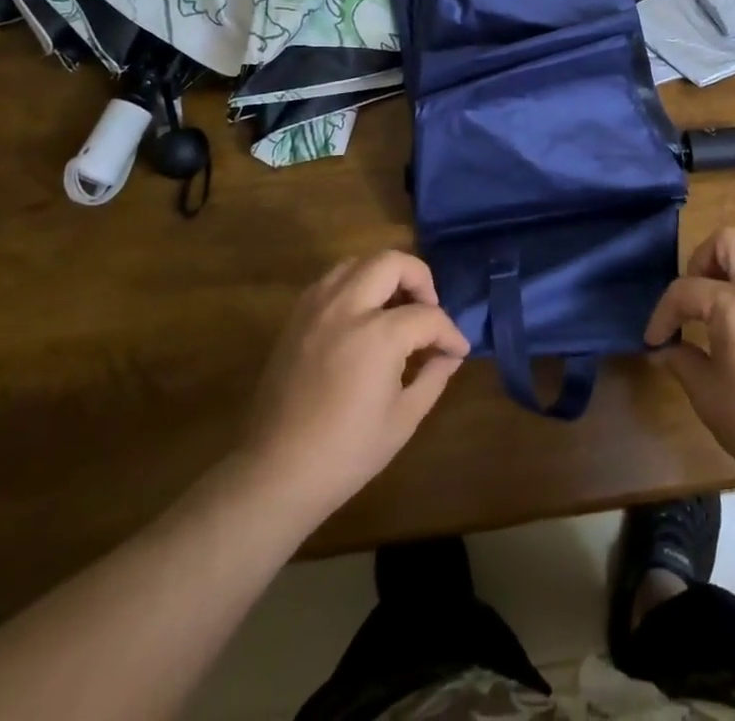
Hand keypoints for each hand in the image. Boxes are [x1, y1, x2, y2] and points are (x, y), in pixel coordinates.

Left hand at [242, 251, 469, 526]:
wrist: (276, 472)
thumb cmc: (346, 453)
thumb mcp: (403, 419)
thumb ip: (433, 377)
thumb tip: (450, 355)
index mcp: (378, 335)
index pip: (428, 316)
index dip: (450, 333)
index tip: (458, 349)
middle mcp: (347, 307)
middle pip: (392, 262)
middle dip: (420, 279)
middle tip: (429, 308)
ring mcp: (317, 307)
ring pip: (359, 261)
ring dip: (385, 275)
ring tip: (396, 307)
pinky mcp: (297, 316)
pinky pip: (332, 279)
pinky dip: (355, 283)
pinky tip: (363, 316)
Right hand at [646, 227, 734, 495]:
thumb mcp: (709, 397)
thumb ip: (682, 362)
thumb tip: (664, 349)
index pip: (685, 291)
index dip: (663, 314)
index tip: (654, 341)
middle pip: (725, 242)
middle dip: (699, 263)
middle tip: (690, 301)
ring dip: (728, 265)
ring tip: (715, 301)